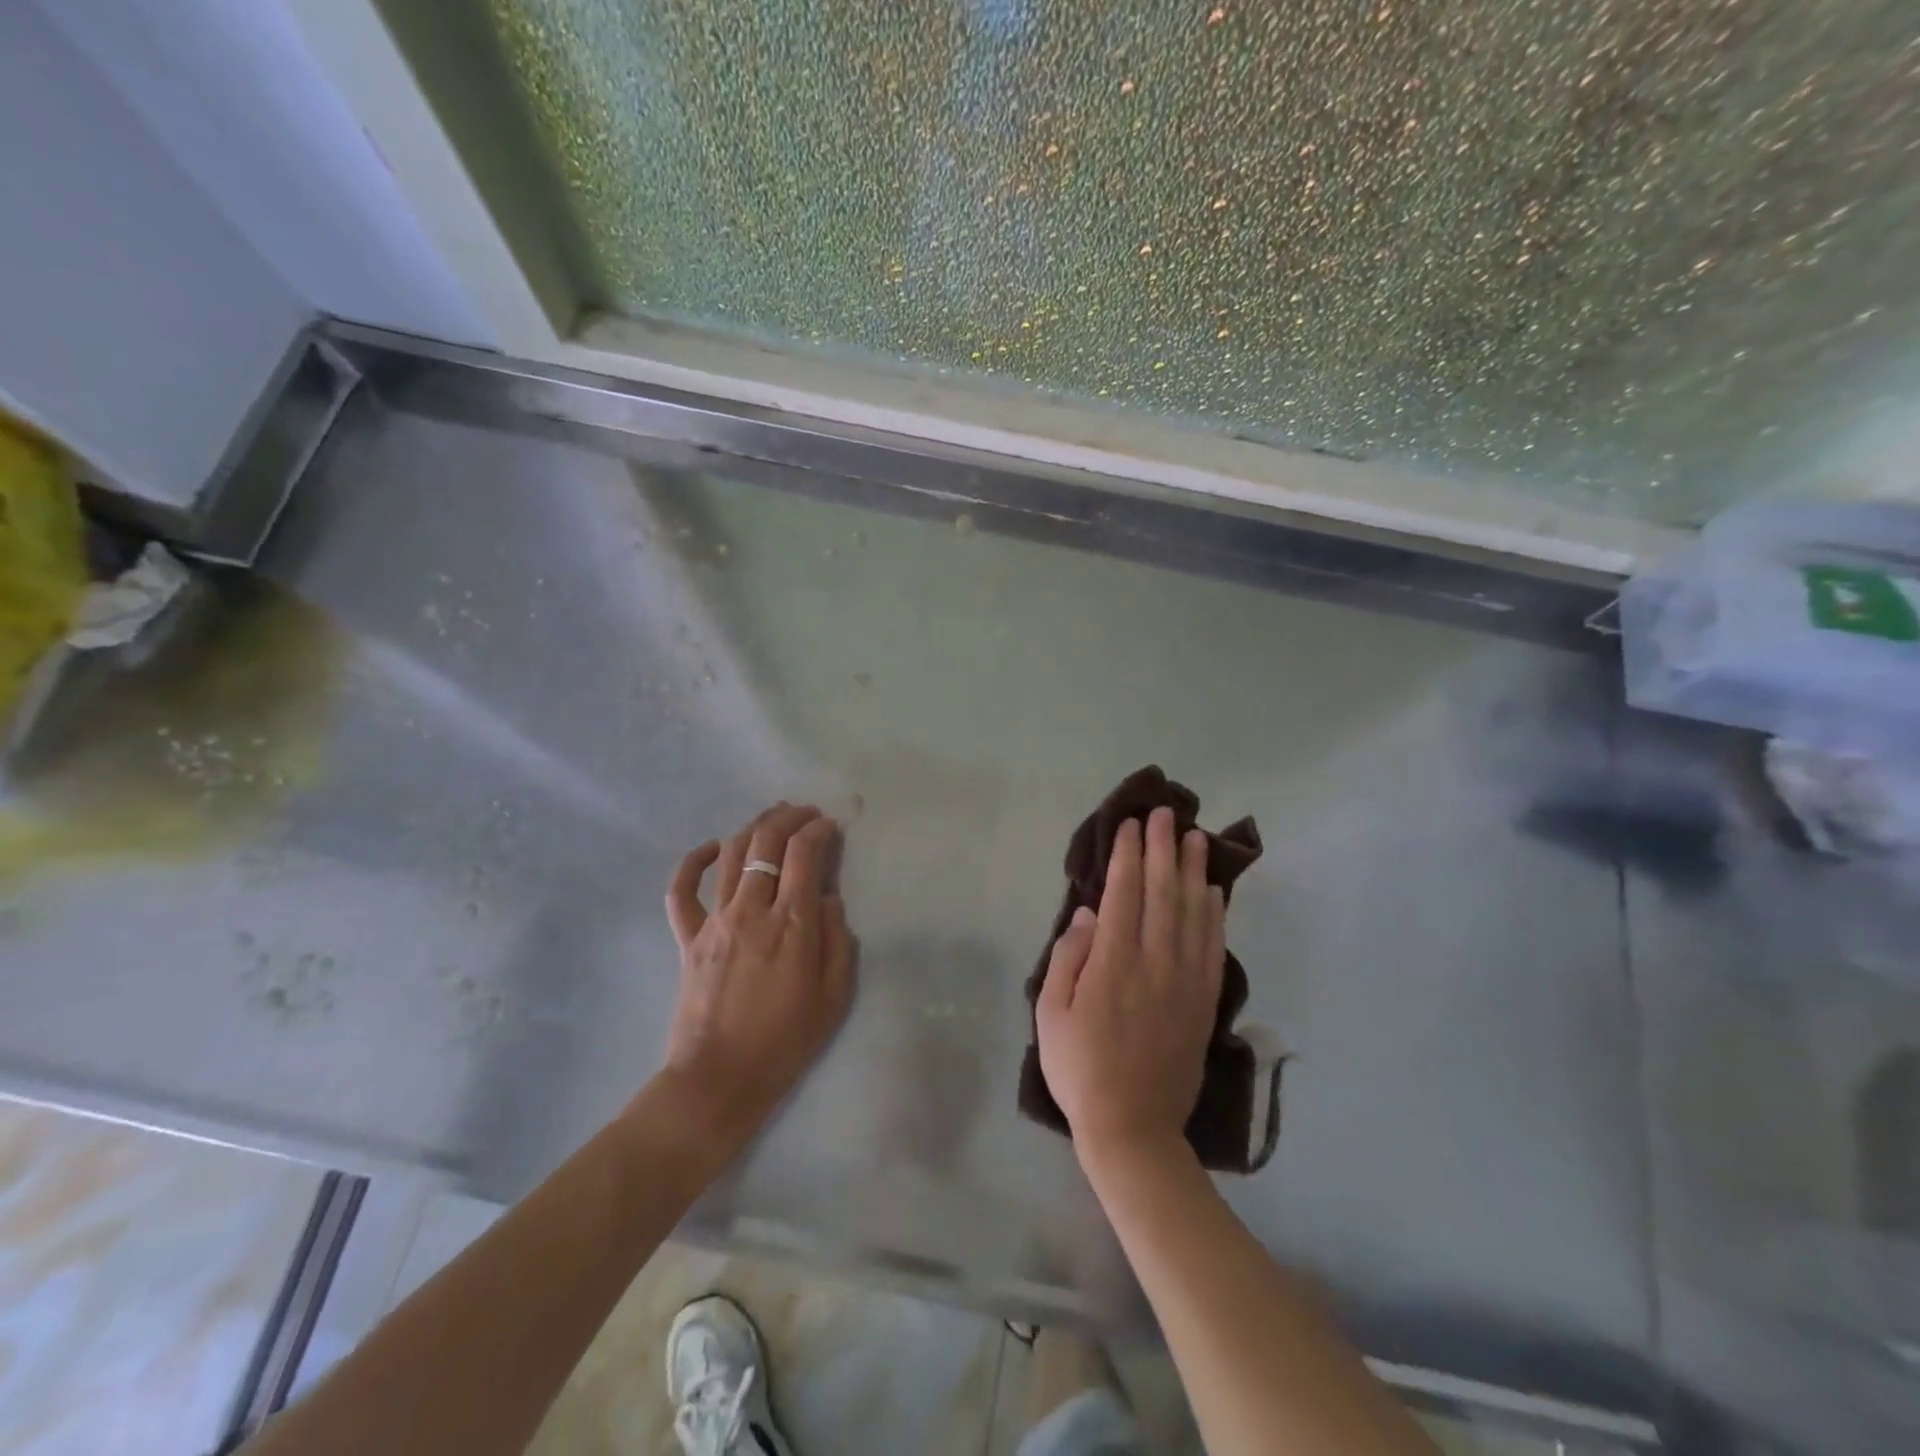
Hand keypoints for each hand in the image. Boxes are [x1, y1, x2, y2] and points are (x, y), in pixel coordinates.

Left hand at [655, 802, 852, 1143]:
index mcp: (791, 924)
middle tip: (806, 813)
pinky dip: (692, 862)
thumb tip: (827, 898)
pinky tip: (710, 848)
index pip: (804, 854)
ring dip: (753, 827)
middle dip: (789, 817)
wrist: (719, 1079)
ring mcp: (715, 921)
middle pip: (766, 842)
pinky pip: (681, 890)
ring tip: (772, 819)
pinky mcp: (688, 938)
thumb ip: (837, 939)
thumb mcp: (834, 996)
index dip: (820, 830)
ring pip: (730, 854)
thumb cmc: (786, 1041)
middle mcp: (751, 910)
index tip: (832, 826)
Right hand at [1036, 807, 1224, 1167]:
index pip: (1125, 894)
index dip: (1130, 855)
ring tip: (1196, 838)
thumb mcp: (1050, 1014)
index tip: (1133, 825)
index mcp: (1113, 964)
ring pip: (1194, 913)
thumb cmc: (1079, 1068)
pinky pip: (1214, 947)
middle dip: (1164, 849)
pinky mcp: (1204, 1002)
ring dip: (1194, 871)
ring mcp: (1185, 982)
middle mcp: (1155, 963)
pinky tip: (1214, 892)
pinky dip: (1215, 914)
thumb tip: (1089, 915)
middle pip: (1163, 893)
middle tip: (1167, 813)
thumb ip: (1069, 958)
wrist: (1133, 1128)